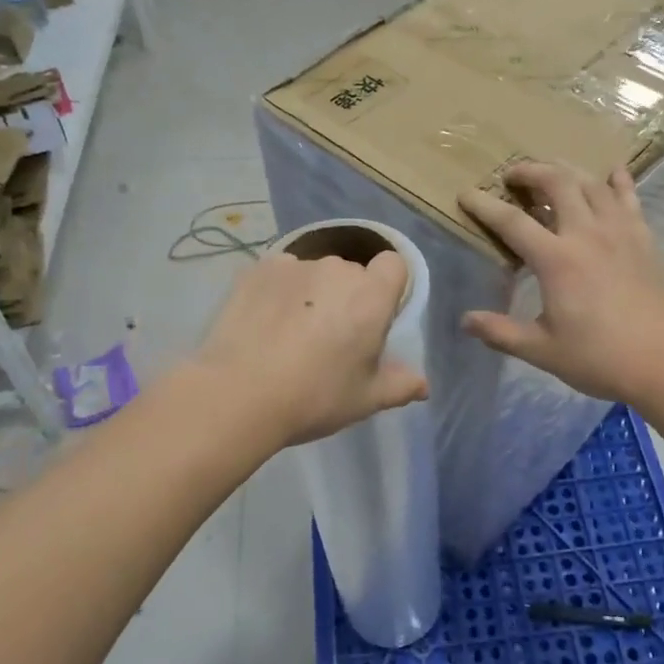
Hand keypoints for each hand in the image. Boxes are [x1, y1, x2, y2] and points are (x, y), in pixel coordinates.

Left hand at [193, 249, 427, 445]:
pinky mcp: (257, 269)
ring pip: (314, 273)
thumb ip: (400, 385)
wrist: (239, 393)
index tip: (376, 316)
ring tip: (290, 332)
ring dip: (312, 293)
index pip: (394, 264)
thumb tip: (424, 385)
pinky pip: (279, 274)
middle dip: (347, 296)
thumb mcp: (365, 399)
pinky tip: (263, 322)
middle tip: (330, 337)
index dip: (388, 286)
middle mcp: (337, 268)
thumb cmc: (315, 396)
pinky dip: (278, 291)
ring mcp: (294, 265)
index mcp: (371, 295)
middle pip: (352, 272)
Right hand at [459, 161, 663, 403]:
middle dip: (530, 171)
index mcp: (556, 260)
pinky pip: (629, 198)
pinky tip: (612, 172)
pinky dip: (618, 181)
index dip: (485, 205)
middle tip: (512, 175)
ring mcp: (619, 232)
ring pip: (591, 183)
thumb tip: (465, 321)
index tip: (466, 193)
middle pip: (556, 183)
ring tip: (551, 171)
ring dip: (567, 170)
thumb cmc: (600, 358)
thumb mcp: (542, 351)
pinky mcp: (643, 239)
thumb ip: (501, 333)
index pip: (512, 222)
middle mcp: (586, 234)